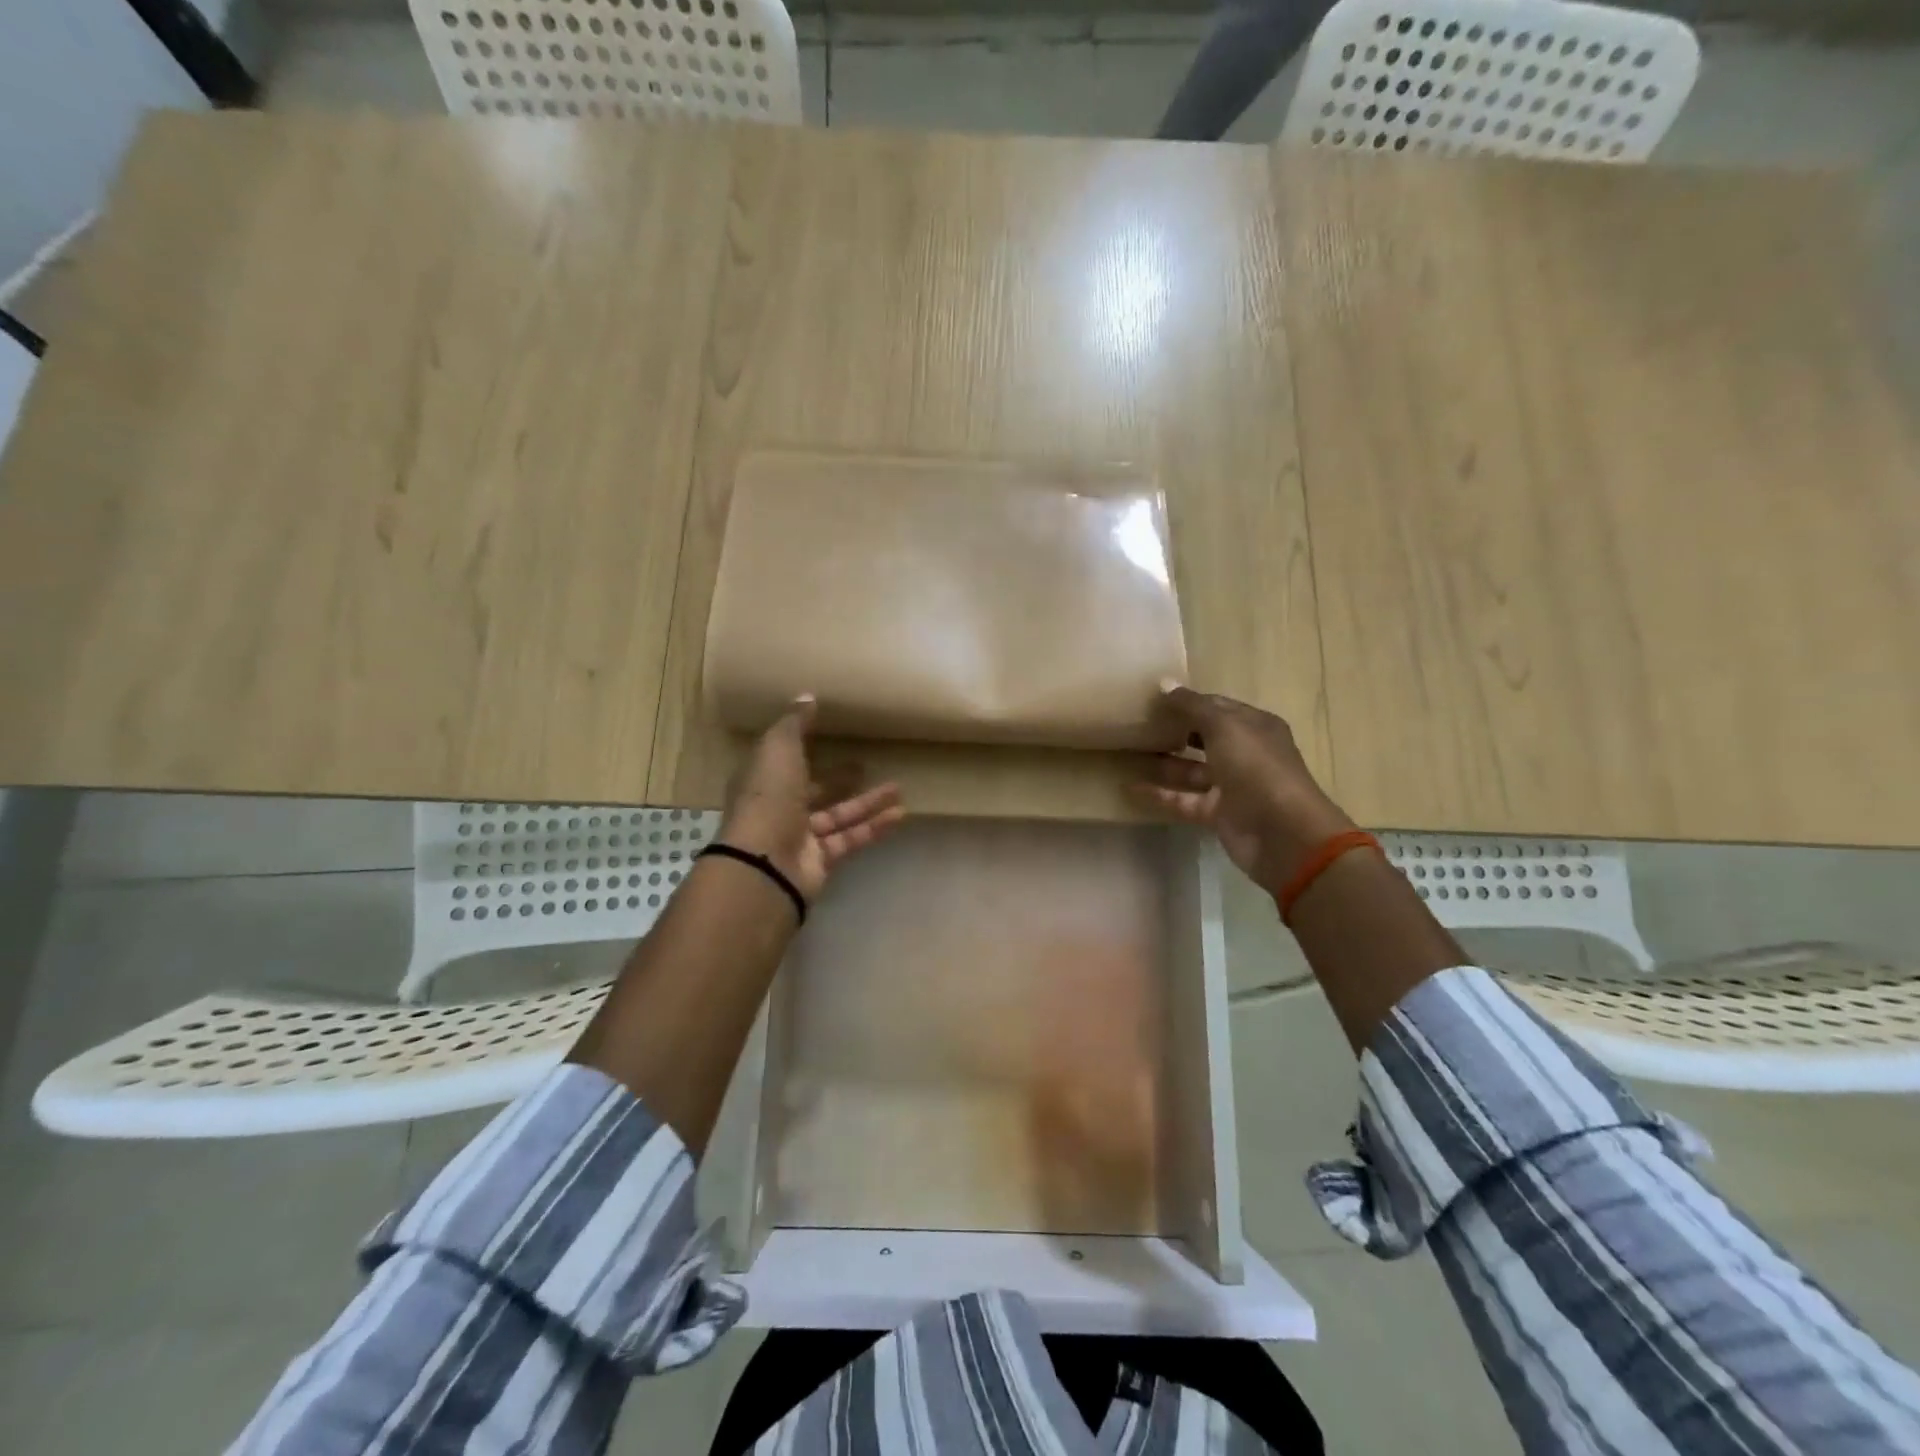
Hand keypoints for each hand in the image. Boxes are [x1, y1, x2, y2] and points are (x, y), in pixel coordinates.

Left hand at [717, 695, 905, 901]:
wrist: (765, 863)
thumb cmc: (768, 797)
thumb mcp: (778, 748)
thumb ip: (794, 723)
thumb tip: (807, 696)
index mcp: (763, 779)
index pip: (784, 760)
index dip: (805, 748)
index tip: (832, 735)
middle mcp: (780, 807)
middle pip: (814, 790)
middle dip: (839, 778)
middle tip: (865, 764)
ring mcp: (801, 836)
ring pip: (839, 815)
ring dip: (867, 801)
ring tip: (898, 787)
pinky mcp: (821, 860)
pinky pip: (851, 838)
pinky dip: (874, 826)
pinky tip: (900, 814)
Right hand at [1134, 686, 1355, 897]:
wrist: (1281, 833)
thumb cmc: (1256, 768)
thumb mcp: (1224, 727)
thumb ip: (1192, 706)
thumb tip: (1163, 684)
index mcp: (1254, 726)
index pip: (1217, 706)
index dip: (1188, 701)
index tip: (1153, 698)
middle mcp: (1245, 753)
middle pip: (1204, 737)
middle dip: (1175, 730)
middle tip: (1138, 724)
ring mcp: (1231, 785)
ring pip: (1192, 770)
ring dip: (1164, 762)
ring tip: (1128, 752)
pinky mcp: (1217, 813)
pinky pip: (1183, 799)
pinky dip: (1159, 794)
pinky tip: (1129, 787)